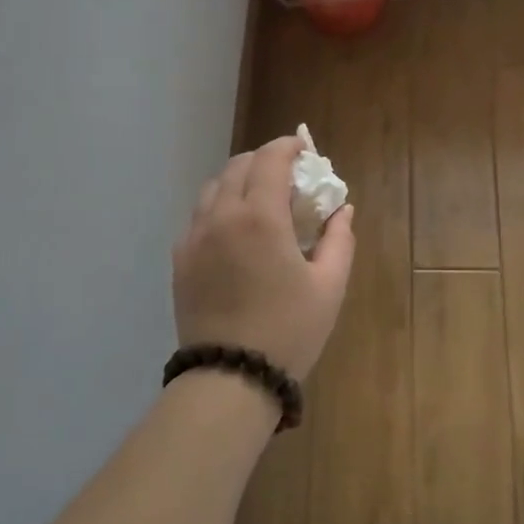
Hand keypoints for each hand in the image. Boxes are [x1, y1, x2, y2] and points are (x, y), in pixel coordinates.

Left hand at [173, 136, 354, 383]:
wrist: (230, 378)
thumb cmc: (289, 330)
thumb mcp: (329, 285)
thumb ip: (339, 238)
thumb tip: (342, 209)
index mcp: (260, 217)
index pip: (270, 159)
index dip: (288, 146)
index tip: (305, 149)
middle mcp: (221, 216)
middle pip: (238, 166)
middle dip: (265, 160)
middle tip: (288, 176)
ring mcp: (195, 237)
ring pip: (214, 187)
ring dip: (239, 180)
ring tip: (261, 199)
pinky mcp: (180, 259)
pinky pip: (199, 216)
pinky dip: (220, 206)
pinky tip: (235, 229)